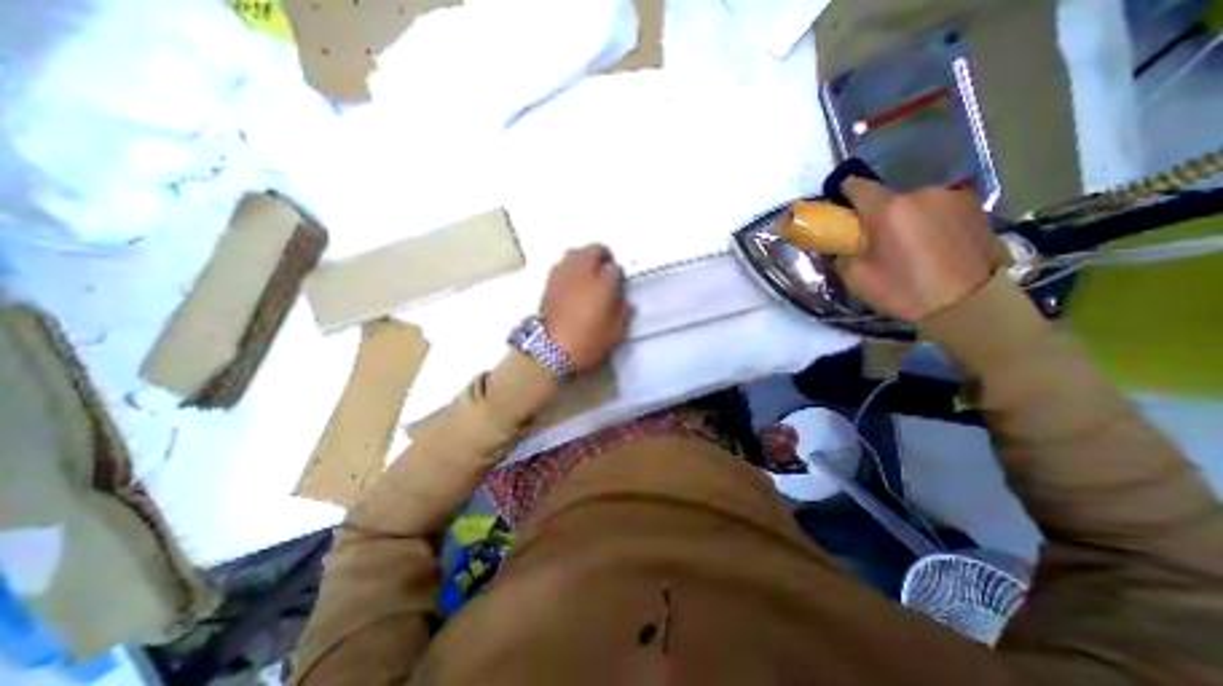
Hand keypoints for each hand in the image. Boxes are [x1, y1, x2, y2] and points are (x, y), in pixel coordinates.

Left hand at [540, 243, 630, 373]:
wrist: (550, 350)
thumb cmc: (588, 342)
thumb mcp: (615, 332)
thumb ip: (622, 312)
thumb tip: (623, 302)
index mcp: (604, 283)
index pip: (615, 268)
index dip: (618, 277)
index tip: (618, 288)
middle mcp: (583, 271)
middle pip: (594, 250)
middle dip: (602, 257)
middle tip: (604, 273)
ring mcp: (563, 274)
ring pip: (575, 253)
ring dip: (584, 259)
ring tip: (587, 276)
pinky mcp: (548, 282)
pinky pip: (562, 265)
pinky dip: (569, 268)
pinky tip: (571, 285)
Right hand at [841, 180, 1002, 320]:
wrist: (969, 304)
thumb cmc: (904, 291)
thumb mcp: (856, 278)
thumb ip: (842, 253)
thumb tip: (842, 243)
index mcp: (888, 209)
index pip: (857, 185)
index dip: (844, 193)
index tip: (840, 206)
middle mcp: (921, 194)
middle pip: (887, 197)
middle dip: (877, 214)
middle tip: (875, 239)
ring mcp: (952, 197)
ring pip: (915, 202)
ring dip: (905, 217)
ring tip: (908, 245)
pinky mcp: (975, 207)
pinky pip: (938, 208)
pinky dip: (928, 220)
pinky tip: (932, 245)